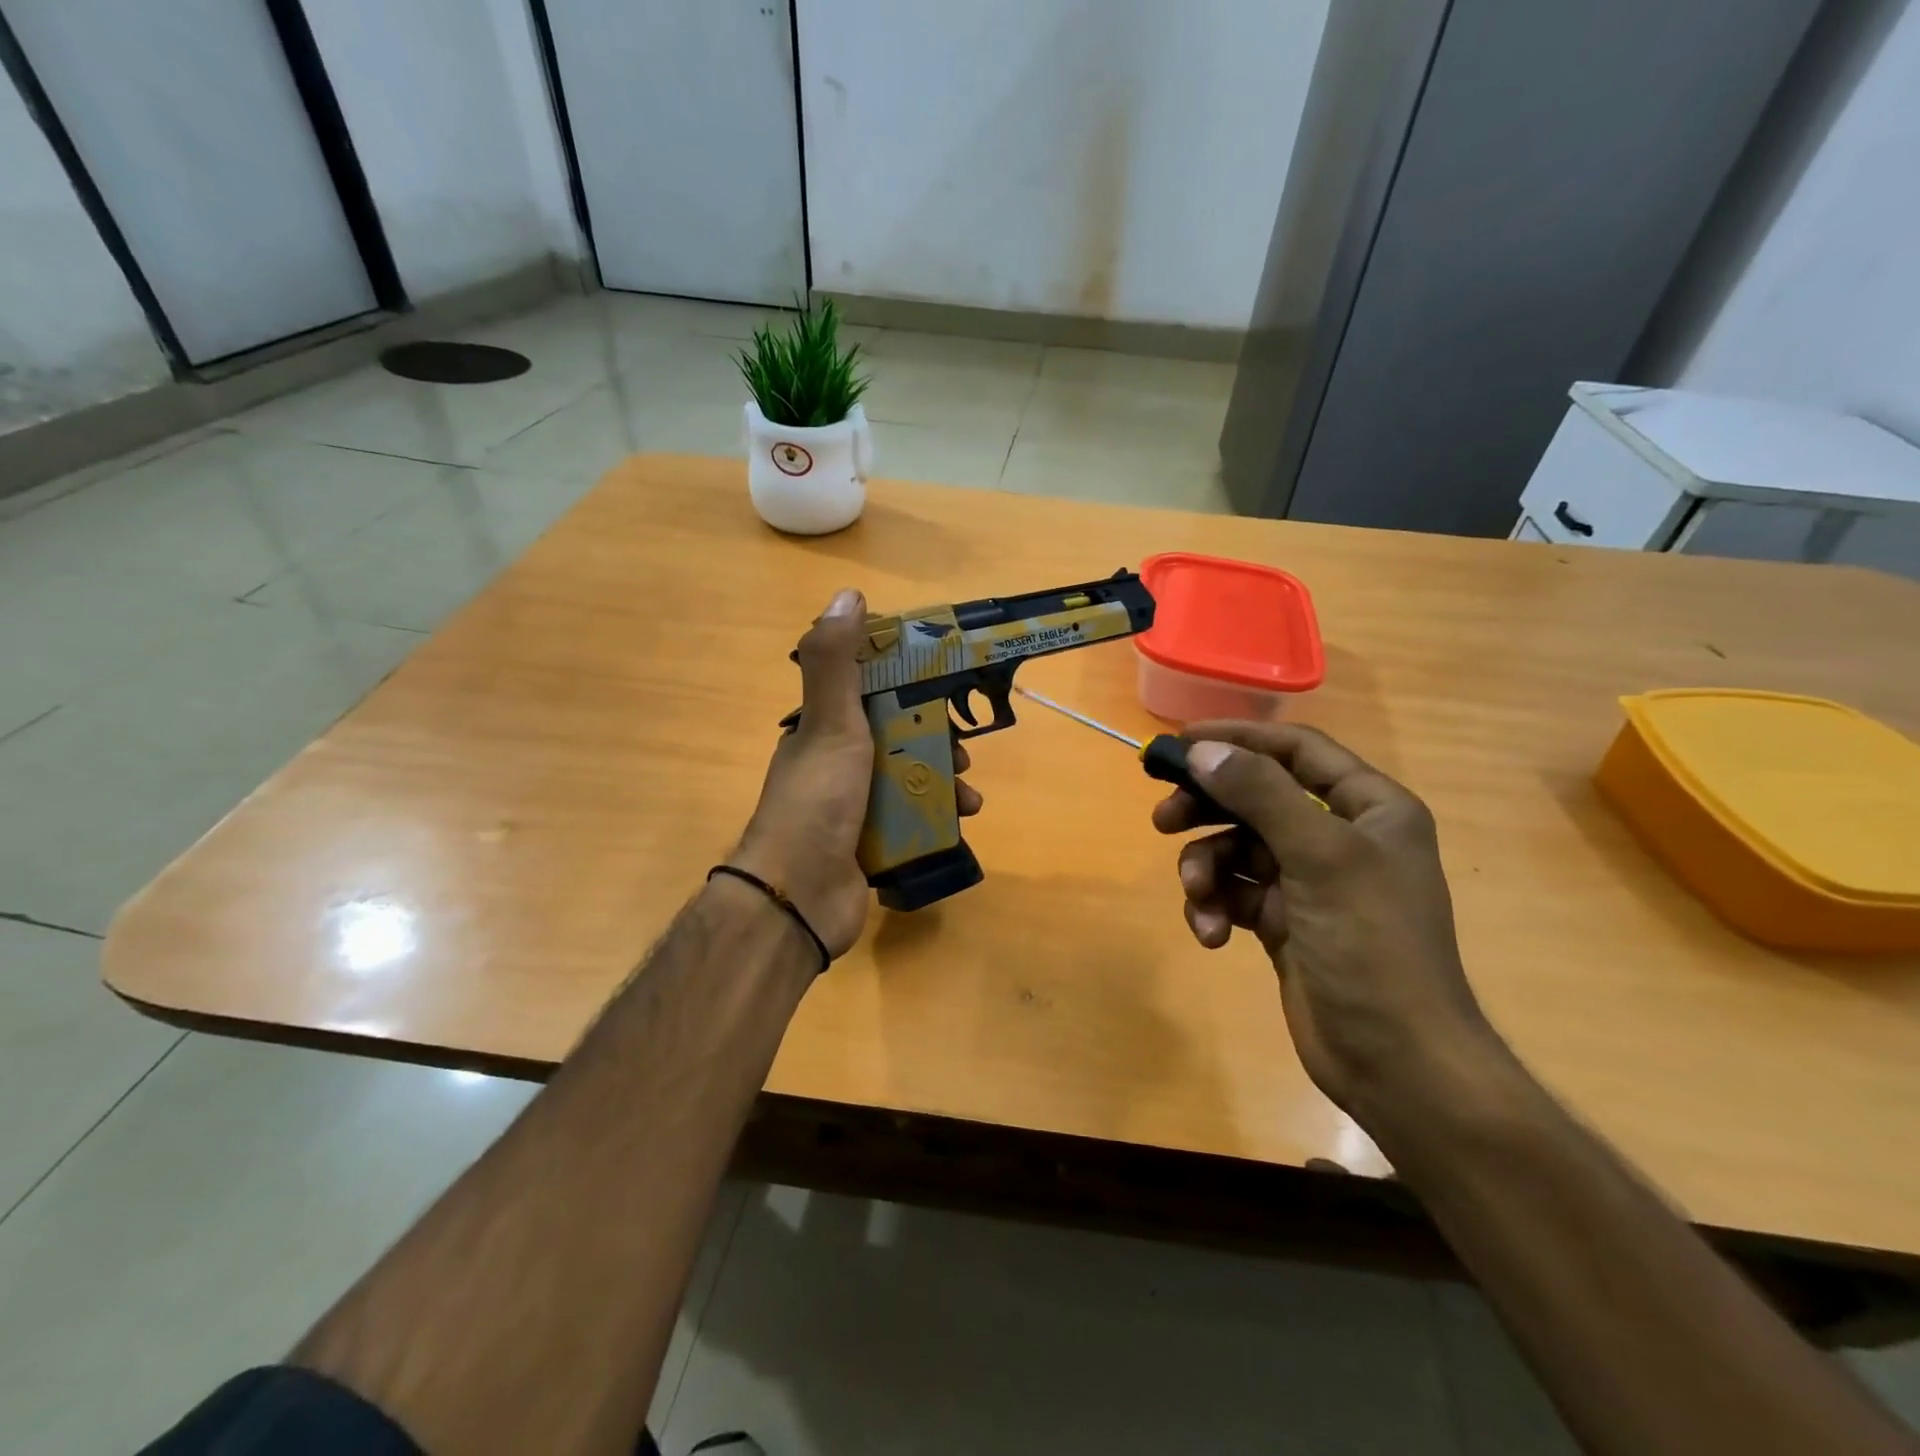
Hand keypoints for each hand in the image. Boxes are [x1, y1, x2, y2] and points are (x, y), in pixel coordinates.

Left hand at [730, 589, 981, 959]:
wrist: (799, 896)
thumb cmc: (817, 801)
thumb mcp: (829, 724)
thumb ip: (836, 661)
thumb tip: (847, 594)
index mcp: (823, 730)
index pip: (869, 691)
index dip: (908, 682)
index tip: (944, 682)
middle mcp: (836, 764)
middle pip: (897, 738)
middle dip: (935, 740)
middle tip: (964, 751)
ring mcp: (853, 807)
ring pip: (908, 780)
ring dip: (943, 782)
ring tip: (968, 795)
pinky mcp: (869, 844)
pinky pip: (911, 820)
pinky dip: (937, 817)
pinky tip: (960, 821)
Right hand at [1152, 722, 1502, 1132]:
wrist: (1396, 1062)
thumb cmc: (1372, 946)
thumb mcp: (1320, 857)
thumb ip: (1260, 795)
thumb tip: (1203, 750)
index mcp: (1369, 808)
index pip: (1296, 750)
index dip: (1238, 739)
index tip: (1180, 743)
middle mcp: (1340, 836)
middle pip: (1257, 798)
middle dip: (1208, 809)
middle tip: (1163, 819)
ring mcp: (1310, 881)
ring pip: (1237, 849)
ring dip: (1207, 869)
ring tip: (1197, 895)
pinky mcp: (1284, 921)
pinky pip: (1235, 892)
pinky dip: (1216, 906)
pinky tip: (1210, 934)